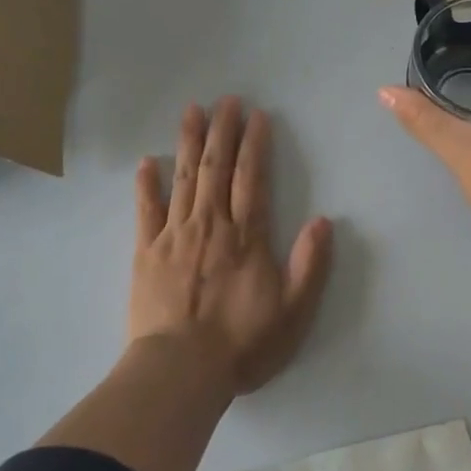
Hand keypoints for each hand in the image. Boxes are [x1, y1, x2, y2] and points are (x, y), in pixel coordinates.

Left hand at [130, 98, 334, 395]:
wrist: (181, 370)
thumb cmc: (242, 343)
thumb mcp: (293, 311)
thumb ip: (309, 264)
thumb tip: (323, 220)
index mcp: (246, 236)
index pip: (253, 178)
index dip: (255, 145)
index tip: (257, 116)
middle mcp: (210, 225)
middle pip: (217, 168)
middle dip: (223, 131)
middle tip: (226, 100)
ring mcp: (174, 236)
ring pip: (184, 178)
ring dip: (189, 142)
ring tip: (192, 111)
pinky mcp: (146, 253)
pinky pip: (146, 210)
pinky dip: (147, 184)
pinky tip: (148, 161)